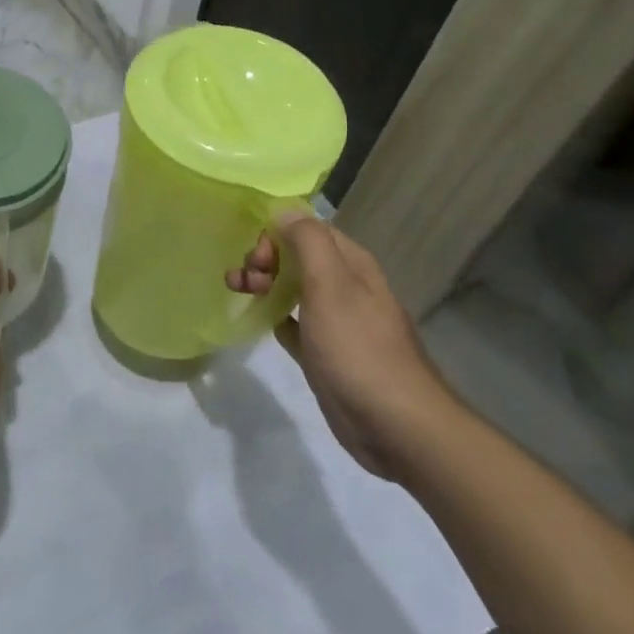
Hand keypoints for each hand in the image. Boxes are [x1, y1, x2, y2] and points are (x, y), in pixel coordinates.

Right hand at [226, 214, 460, 478]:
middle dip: (266, 259)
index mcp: (352, 265)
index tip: (255, 258)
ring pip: (294, 289)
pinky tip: (261, 323)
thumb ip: (308, 242)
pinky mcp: (328, 354)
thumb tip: (285, 209)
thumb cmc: (358, 348)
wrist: (395, 424)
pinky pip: (296, 324)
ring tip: (237, 292)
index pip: (309, 230)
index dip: (277, 235)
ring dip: (265, 284)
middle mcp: (346, 287)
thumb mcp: (331, 286)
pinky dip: (277, 317)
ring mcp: (338, 322)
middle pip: (299, 257)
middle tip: (243, 280)